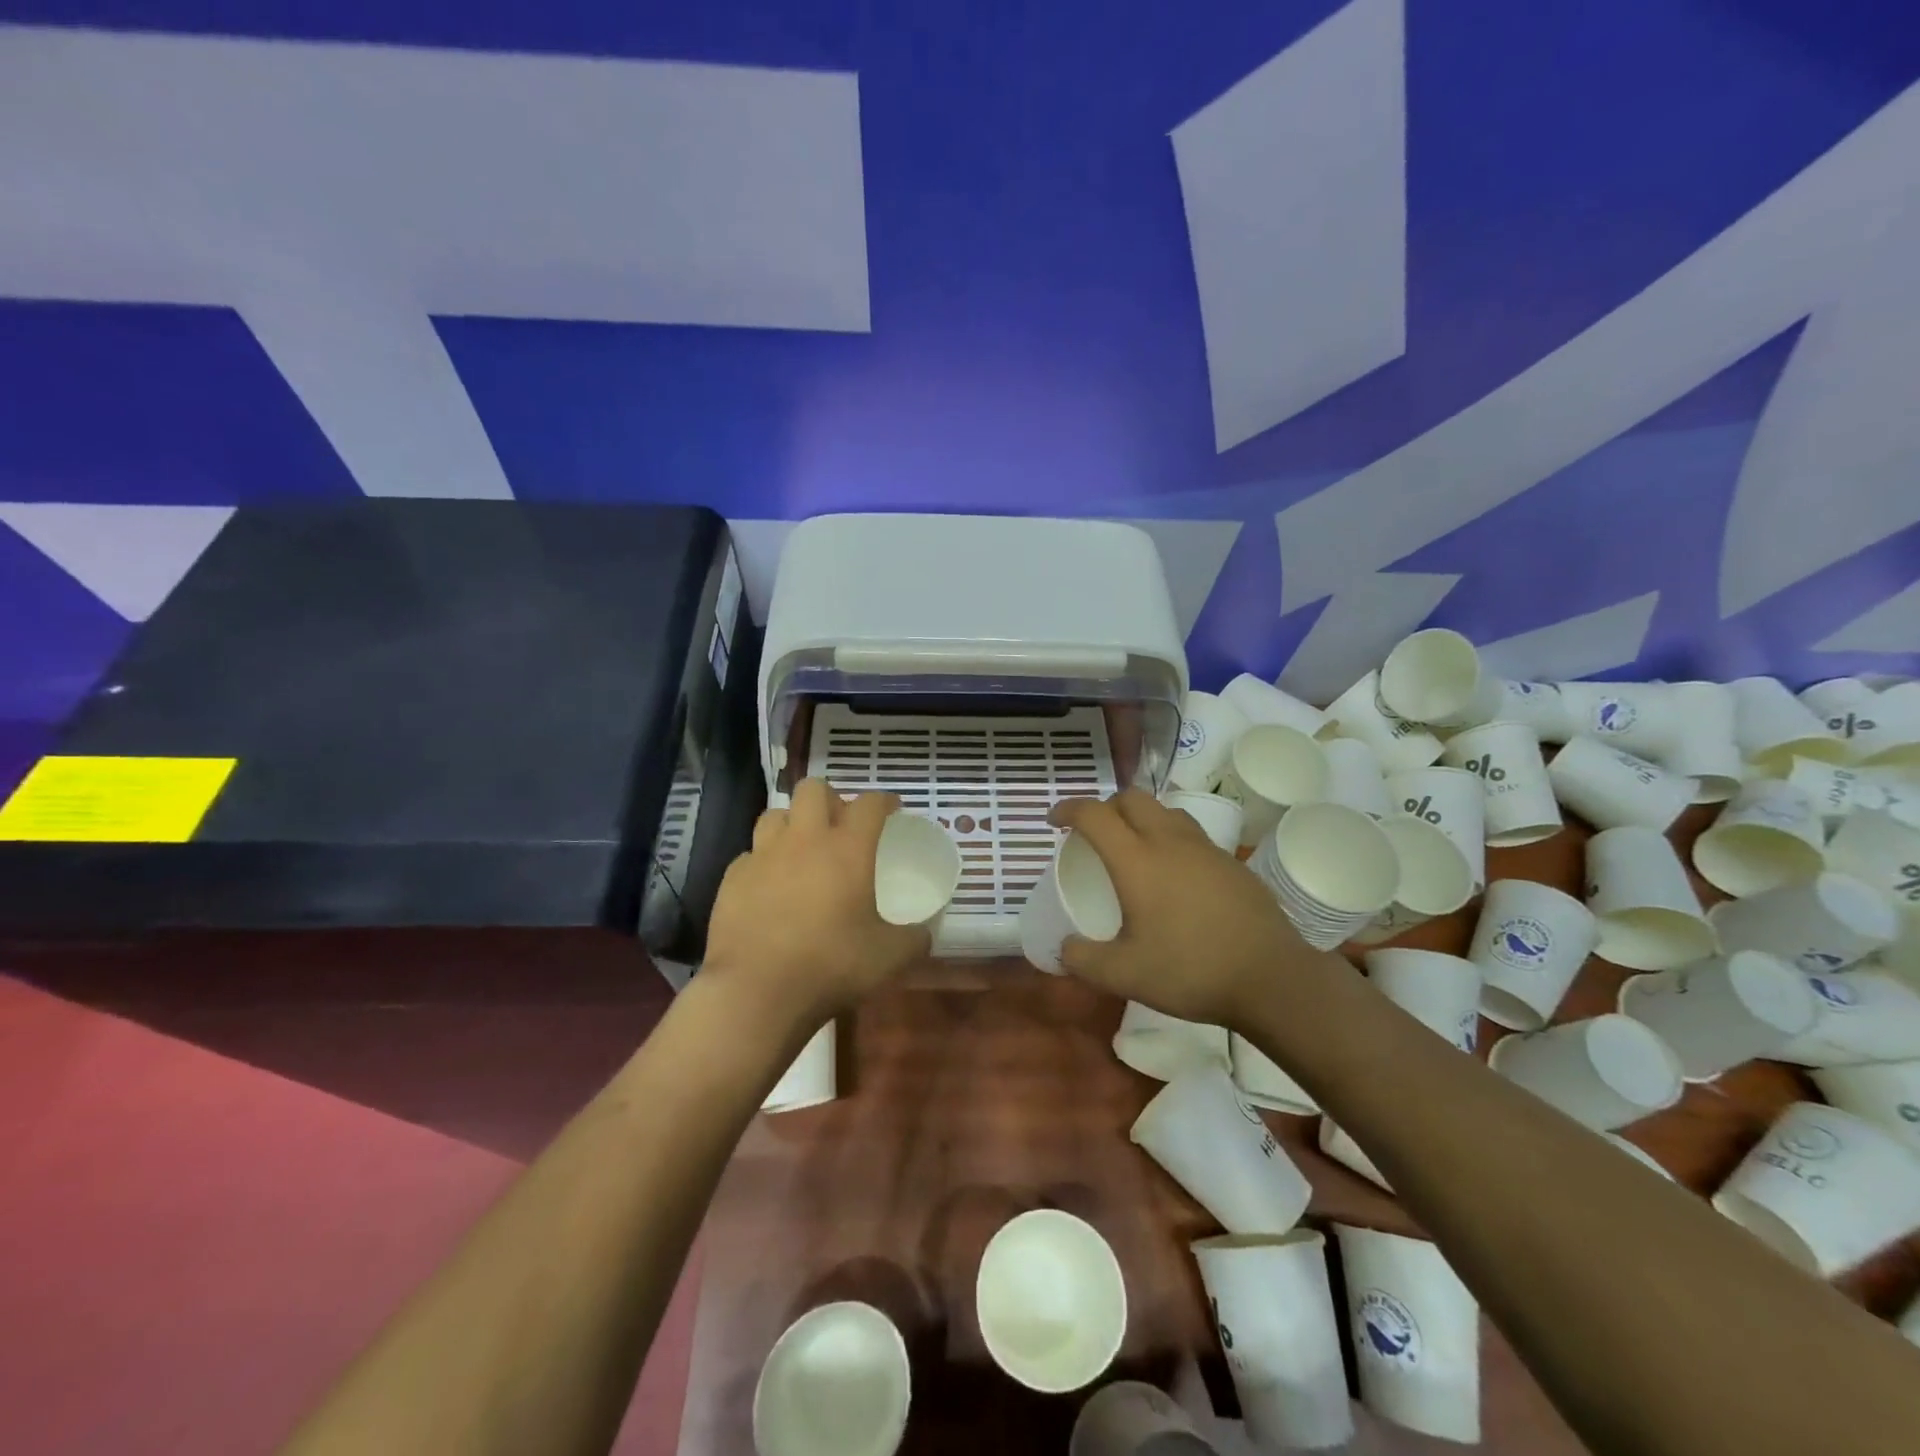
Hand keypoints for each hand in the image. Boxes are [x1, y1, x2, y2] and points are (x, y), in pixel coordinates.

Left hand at [703, 779, 932, 1027]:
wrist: (755, 992)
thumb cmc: (830, 966)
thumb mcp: (889, 958)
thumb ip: (914, 940)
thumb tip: (924, 934)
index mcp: (847, 849)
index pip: (870, 803)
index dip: (885, 801)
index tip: (892, 810)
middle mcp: (804, 840)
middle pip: (814, 789)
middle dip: (831, 799)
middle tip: (841, 825)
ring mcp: (763, 855)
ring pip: (776, 814)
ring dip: (793, 823)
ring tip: (802, 849)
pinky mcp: (732, 878)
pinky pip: (751, 854)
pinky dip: (764, 861)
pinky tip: (770, 886)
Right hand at [1048, 790, 1332, 1025]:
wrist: (1271, 977)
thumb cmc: (1190, 970)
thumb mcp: (1124, 975)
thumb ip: (1084, 960)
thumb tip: (1064, 948)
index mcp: (1137, 860)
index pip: (1094, 814)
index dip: (1068, 809)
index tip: (1053, 820)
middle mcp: (1169, 841)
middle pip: (1131, 798)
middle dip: (1105, 807)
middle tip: (1094, 834)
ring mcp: (1205, 848)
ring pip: (1165, 810)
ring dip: (1141, 817)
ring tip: (1134, 847)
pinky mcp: (1231, 861)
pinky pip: (1191, 833)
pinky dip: (1170, 837)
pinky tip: (1174, 874)